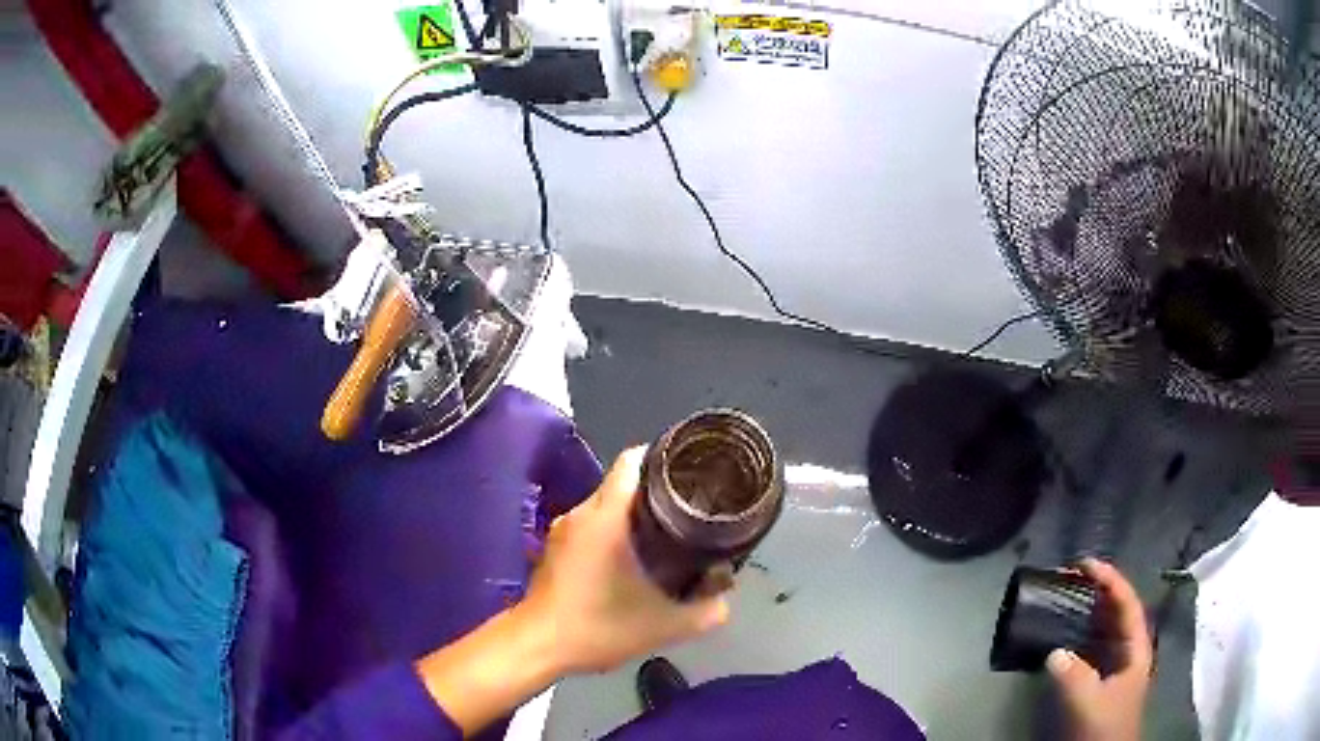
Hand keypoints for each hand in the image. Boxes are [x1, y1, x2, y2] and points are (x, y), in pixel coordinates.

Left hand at [522, 447, 729, 674]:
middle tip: (687, 510)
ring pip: (604, 504)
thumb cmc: (598, 628)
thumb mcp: (665, 626)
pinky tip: (628, 558)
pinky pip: (589, 523)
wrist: (538, 645)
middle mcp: (581, 513)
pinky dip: (610, 530)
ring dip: (630, 513)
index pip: (632, 462)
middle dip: (653, 490)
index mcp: (606, 518)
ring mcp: (562, 529)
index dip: (662, 459)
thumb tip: (726, 596)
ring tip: (663, 535)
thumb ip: (706, 611)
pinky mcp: (553, 546)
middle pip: (620, 481)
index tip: (688, 474)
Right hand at [1047, 558, 1152, 740]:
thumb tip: (1054, 652)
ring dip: (1088, 610)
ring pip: (1105, 627)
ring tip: (1066, 597)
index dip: (1109, 579)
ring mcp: (1116, 665)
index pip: (1126, 602)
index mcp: (1136, 647)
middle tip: (1070, 576)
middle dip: (1097, 589)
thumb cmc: (1104, 727)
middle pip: (1117, 610)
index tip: (1084, 564)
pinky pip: (1093, 646)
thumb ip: (1074, 676)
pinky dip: (1080, 633)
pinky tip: (1064, 634)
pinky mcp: (1101, 679)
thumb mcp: (1090, 703)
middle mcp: (1129, 649)